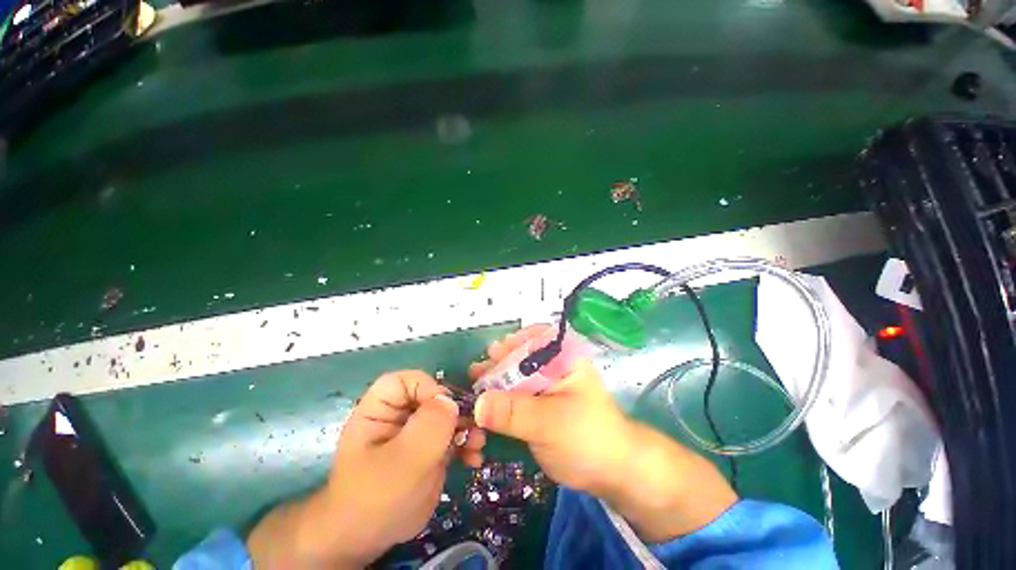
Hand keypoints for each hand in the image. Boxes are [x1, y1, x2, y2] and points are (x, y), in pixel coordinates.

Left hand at [247, 370, 484, 568]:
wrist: (368, 542)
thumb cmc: (376, 498)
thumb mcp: (403, 460)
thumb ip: (429, 425)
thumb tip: (451, 401)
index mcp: (379, 410)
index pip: (404, 381)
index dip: (427, 387)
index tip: (446, 408)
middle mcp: (399, 416)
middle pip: (431, 396)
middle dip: (455, 409)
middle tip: (473, 425)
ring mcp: (415, 433)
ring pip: (446, 416)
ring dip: (466, 427)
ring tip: (478, 443)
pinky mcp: (428, 450)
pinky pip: (451, 437)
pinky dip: (465, 444)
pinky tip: (474, 459)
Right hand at [468, 325, 633, 495]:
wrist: (611, 472)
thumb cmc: (587, 438)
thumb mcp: (550, 423)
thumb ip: (513, 412)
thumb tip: (477, 405)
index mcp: (565, 358)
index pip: (536, 337)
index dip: (513, 343)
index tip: (493, 353)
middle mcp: (555, 366)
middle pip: (522, 356)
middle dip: (499, 362)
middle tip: (477, 371)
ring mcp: (546, 385)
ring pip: (517, 375)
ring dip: (496, 379)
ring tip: (476, 382)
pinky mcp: (540, 404)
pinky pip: (517, 394)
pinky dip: (501, 397)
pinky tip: (486, 402)